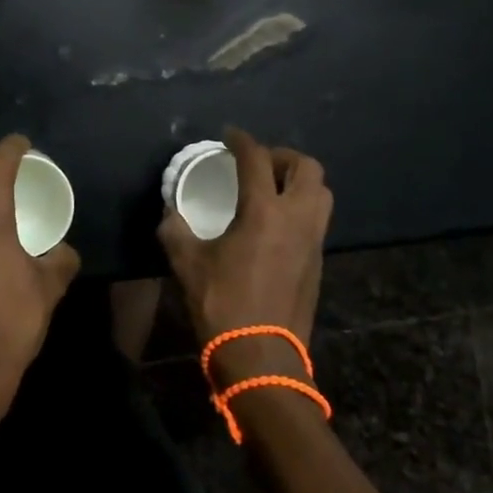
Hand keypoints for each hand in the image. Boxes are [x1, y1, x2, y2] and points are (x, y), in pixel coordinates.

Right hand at [158, 127, 331, 385]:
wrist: (260, 357)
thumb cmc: (222, 303)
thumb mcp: (187, 263)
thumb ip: (176, 229)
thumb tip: (171, 211)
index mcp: (264, 212)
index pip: (257, 160)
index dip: (242, 141)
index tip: (229, 135)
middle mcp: (297, 218)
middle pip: (307, 168)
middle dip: (283, 156)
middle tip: (258, 163)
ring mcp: (314, 241)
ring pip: (321, 193)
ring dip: (299, 181)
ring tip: (272, 188)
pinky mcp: (318, 262)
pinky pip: (317, 219)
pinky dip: (301, 207)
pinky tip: (276, 222)